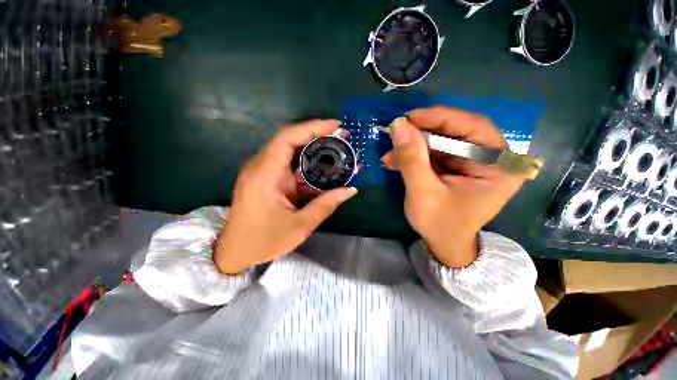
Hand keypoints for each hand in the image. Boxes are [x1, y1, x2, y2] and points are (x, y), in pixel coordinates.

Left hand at [214, 120, 357, 273]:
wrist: (234, 251)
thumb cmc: (264, 240)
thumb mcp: (299, 226)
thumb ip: (325, 205)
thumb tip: (350, 190)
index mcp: (265, 174)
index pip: (288, 137)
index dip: (313, 127)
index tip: (336, 126)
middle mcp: (262, 167)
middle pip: (291, 140)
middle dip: (318, 135)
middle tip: (342, 137)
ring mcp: (265, 172)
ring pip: (292, 152)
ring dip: (315, 149)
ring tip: (338, 149)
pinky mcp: (269, 179)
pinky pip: (290, 165)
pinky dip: (308, 164)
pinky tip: (324, 168)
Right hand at [381, 107, 524, 267]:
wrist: (444, 243)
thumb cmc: (440, 224)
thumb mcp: (423, 193)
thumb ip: (412, 159)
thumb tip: (398, 125)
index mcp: (499, 167)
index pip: (474, 127)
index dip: (440, 118)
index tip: (409, 117)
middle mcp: (492, 159)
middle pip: (456, 131)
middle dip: (422, 134)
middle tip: (396, 134)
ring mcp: (474, 161)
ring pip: (441, 141)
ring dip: (413, 146)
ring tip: (391, 155)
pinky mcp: (458, 166)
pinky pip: (435, 152)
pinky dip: (415, 155)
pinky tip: (396, 161)